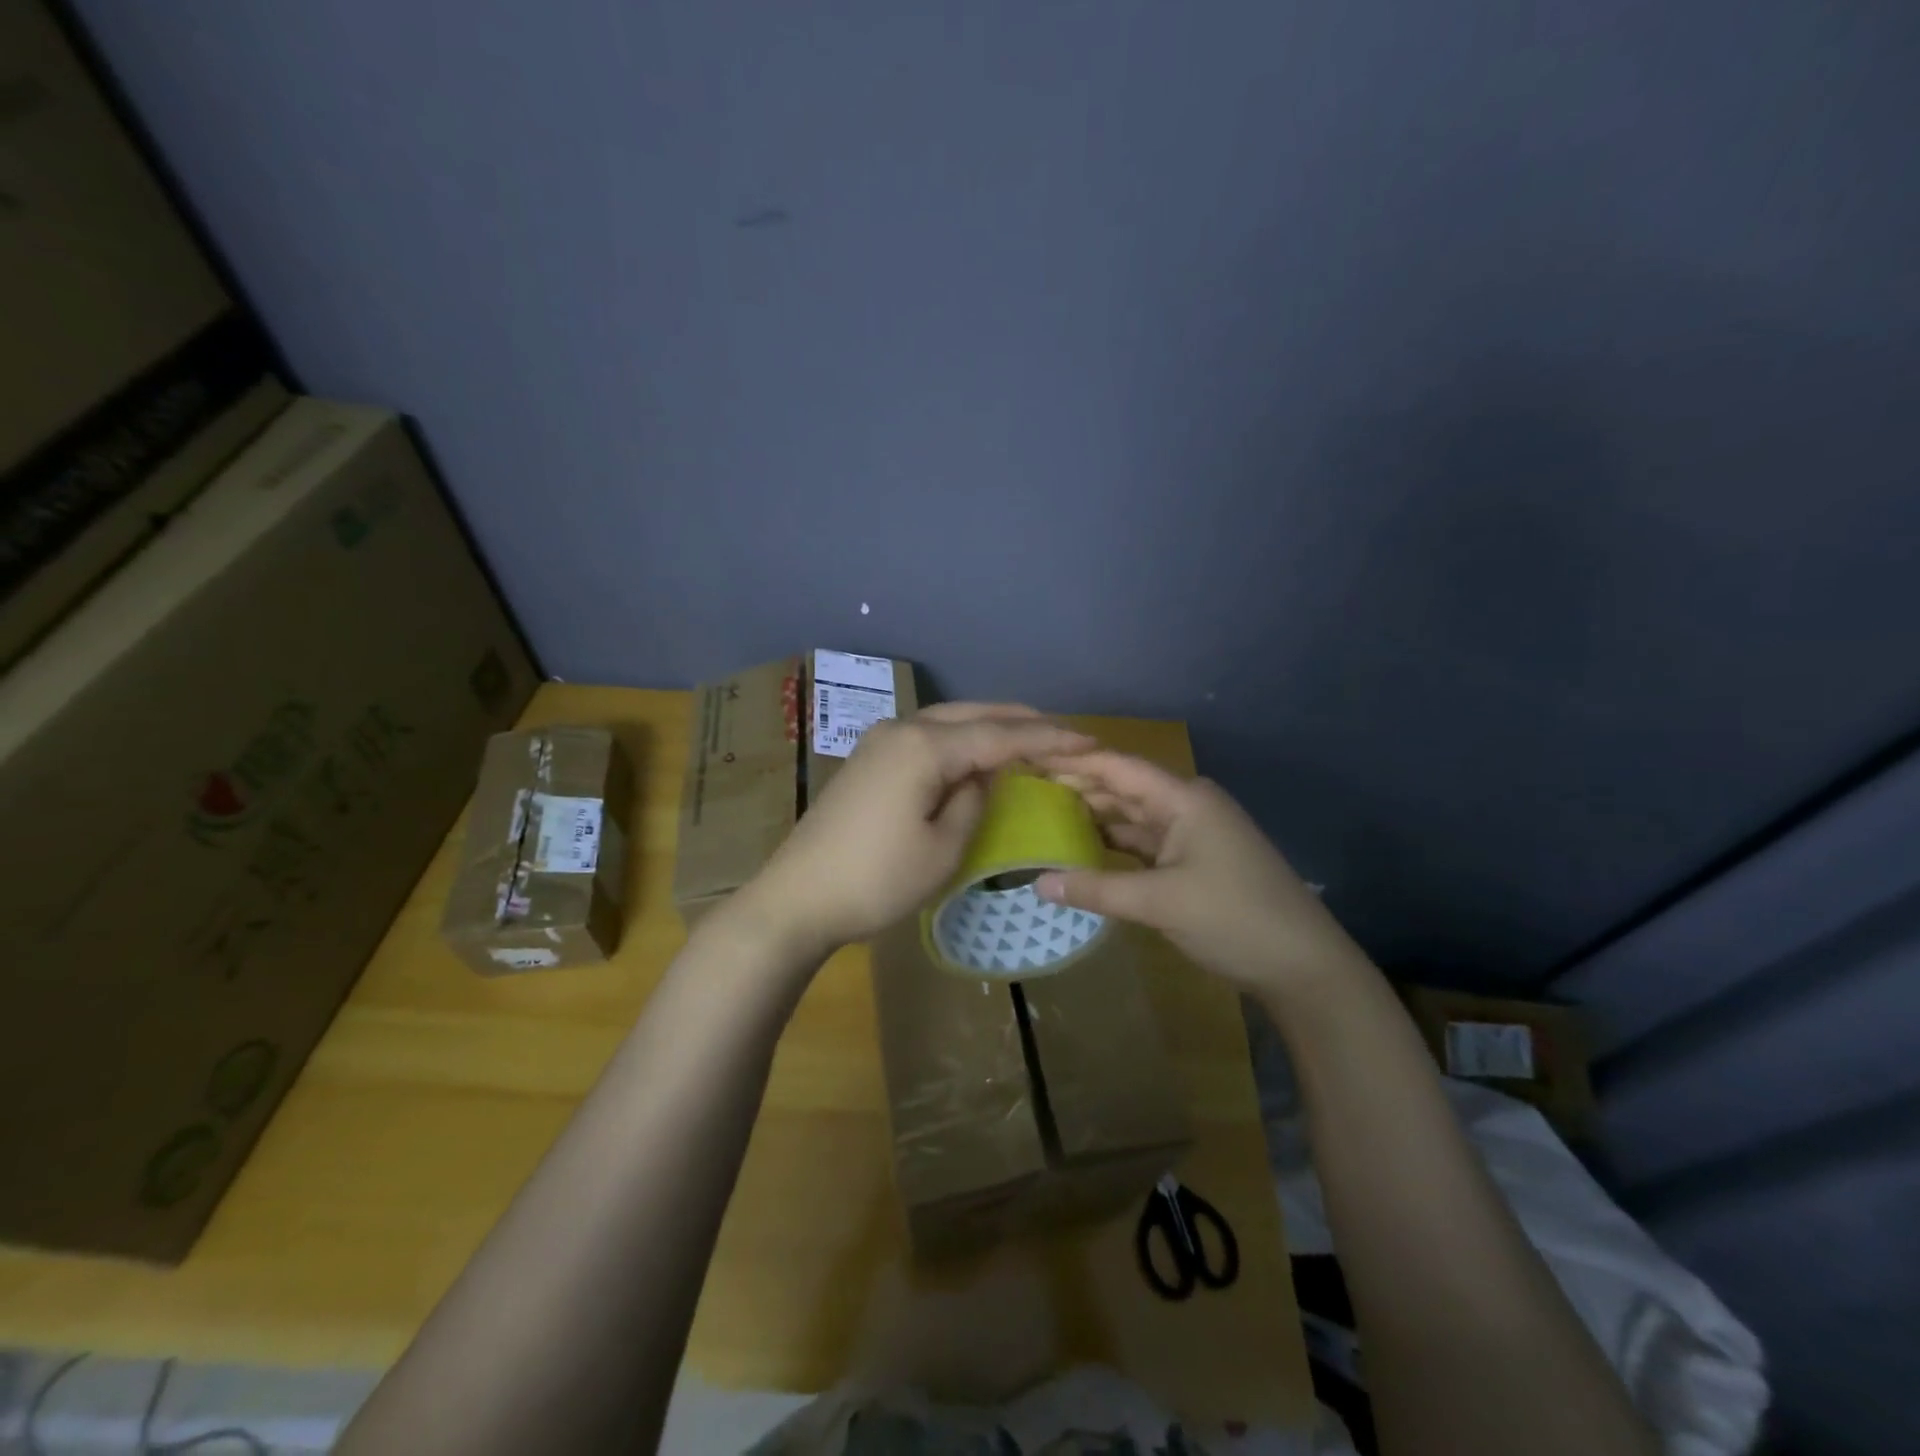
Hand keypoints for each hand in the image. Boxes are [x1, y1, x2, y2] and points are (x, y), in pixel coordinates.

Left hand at [737, 703, 1095, 957]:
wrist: (797, 898)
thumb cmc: (877, 879)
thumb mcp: (943, 848)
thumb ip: (974, 800)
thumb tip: (982, 776)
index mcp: (925, 746)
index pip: (1000, 735)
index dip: (1048, 738)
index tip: (1090, 740)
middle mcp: (902, 729)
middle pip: (972, 714)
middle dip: (1020, 722)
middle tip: (1064, 732)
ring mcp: (880, 741)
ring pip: (947, 720)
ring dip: (989, 725)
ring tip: (1027, 736)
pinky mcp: (868, 760)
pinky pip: (926, 736)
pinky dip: (960, 738)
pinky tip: (975, 752)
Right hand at [1032, 751, 1370, 997]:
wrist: (1302, 965)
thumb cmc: (1234, 918)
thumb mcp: (1160, 902)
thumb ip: (1097, 890)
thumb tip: (1037, 883)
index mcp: (1184, 799)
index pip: (1118, 767)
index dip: (1073, 762)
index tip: (1029, 759)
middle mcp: (1187, 806)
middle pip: (1122, 789)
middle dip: (1078, 789)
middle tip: (1026, 791)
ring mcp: (1191, 835)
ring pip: (1131, 818)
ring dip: (1093, 818)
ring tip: (1043, 817)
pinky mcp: (1192, 862)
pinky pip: (1143, 845)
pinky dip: (1113, 847)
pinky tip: (1082, 851)